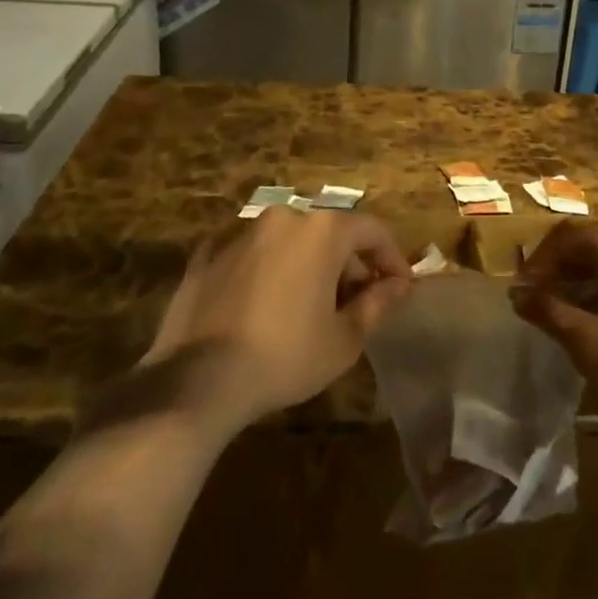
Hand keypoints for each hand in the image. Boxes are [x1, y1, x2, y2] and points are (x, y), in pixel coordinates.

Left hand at [135, 209, 411, 434]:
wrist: (196, 381)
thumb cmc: (285, 356)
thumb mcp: (344, 339)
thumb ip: (378, 303)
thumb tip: (400, 285)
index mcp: (322, 230)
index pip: (372, 230)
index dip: (392, 258)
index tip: (399, 288)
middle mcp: (284, 217)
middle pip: (331, 232)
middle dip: (350, 263)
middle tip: (357, 304)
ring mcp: (242, 232)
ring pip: (291, 240)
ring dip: (309, 264)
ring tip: (311, 307)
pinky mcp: (208, 253)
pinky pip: (253, 254)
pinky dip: (269, 270)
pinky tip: (266, 306)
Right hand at [512, 220, 597, 435]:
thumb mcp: (591, 342)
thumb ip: (551, 313)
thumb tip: (519, 296)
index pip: (565, 240)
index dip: (538, 266)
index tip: (520, 294)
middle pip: (592, 243)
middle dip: (563, 271)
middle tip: (542, 302)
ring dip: (589, 279)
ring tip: (572, 312)